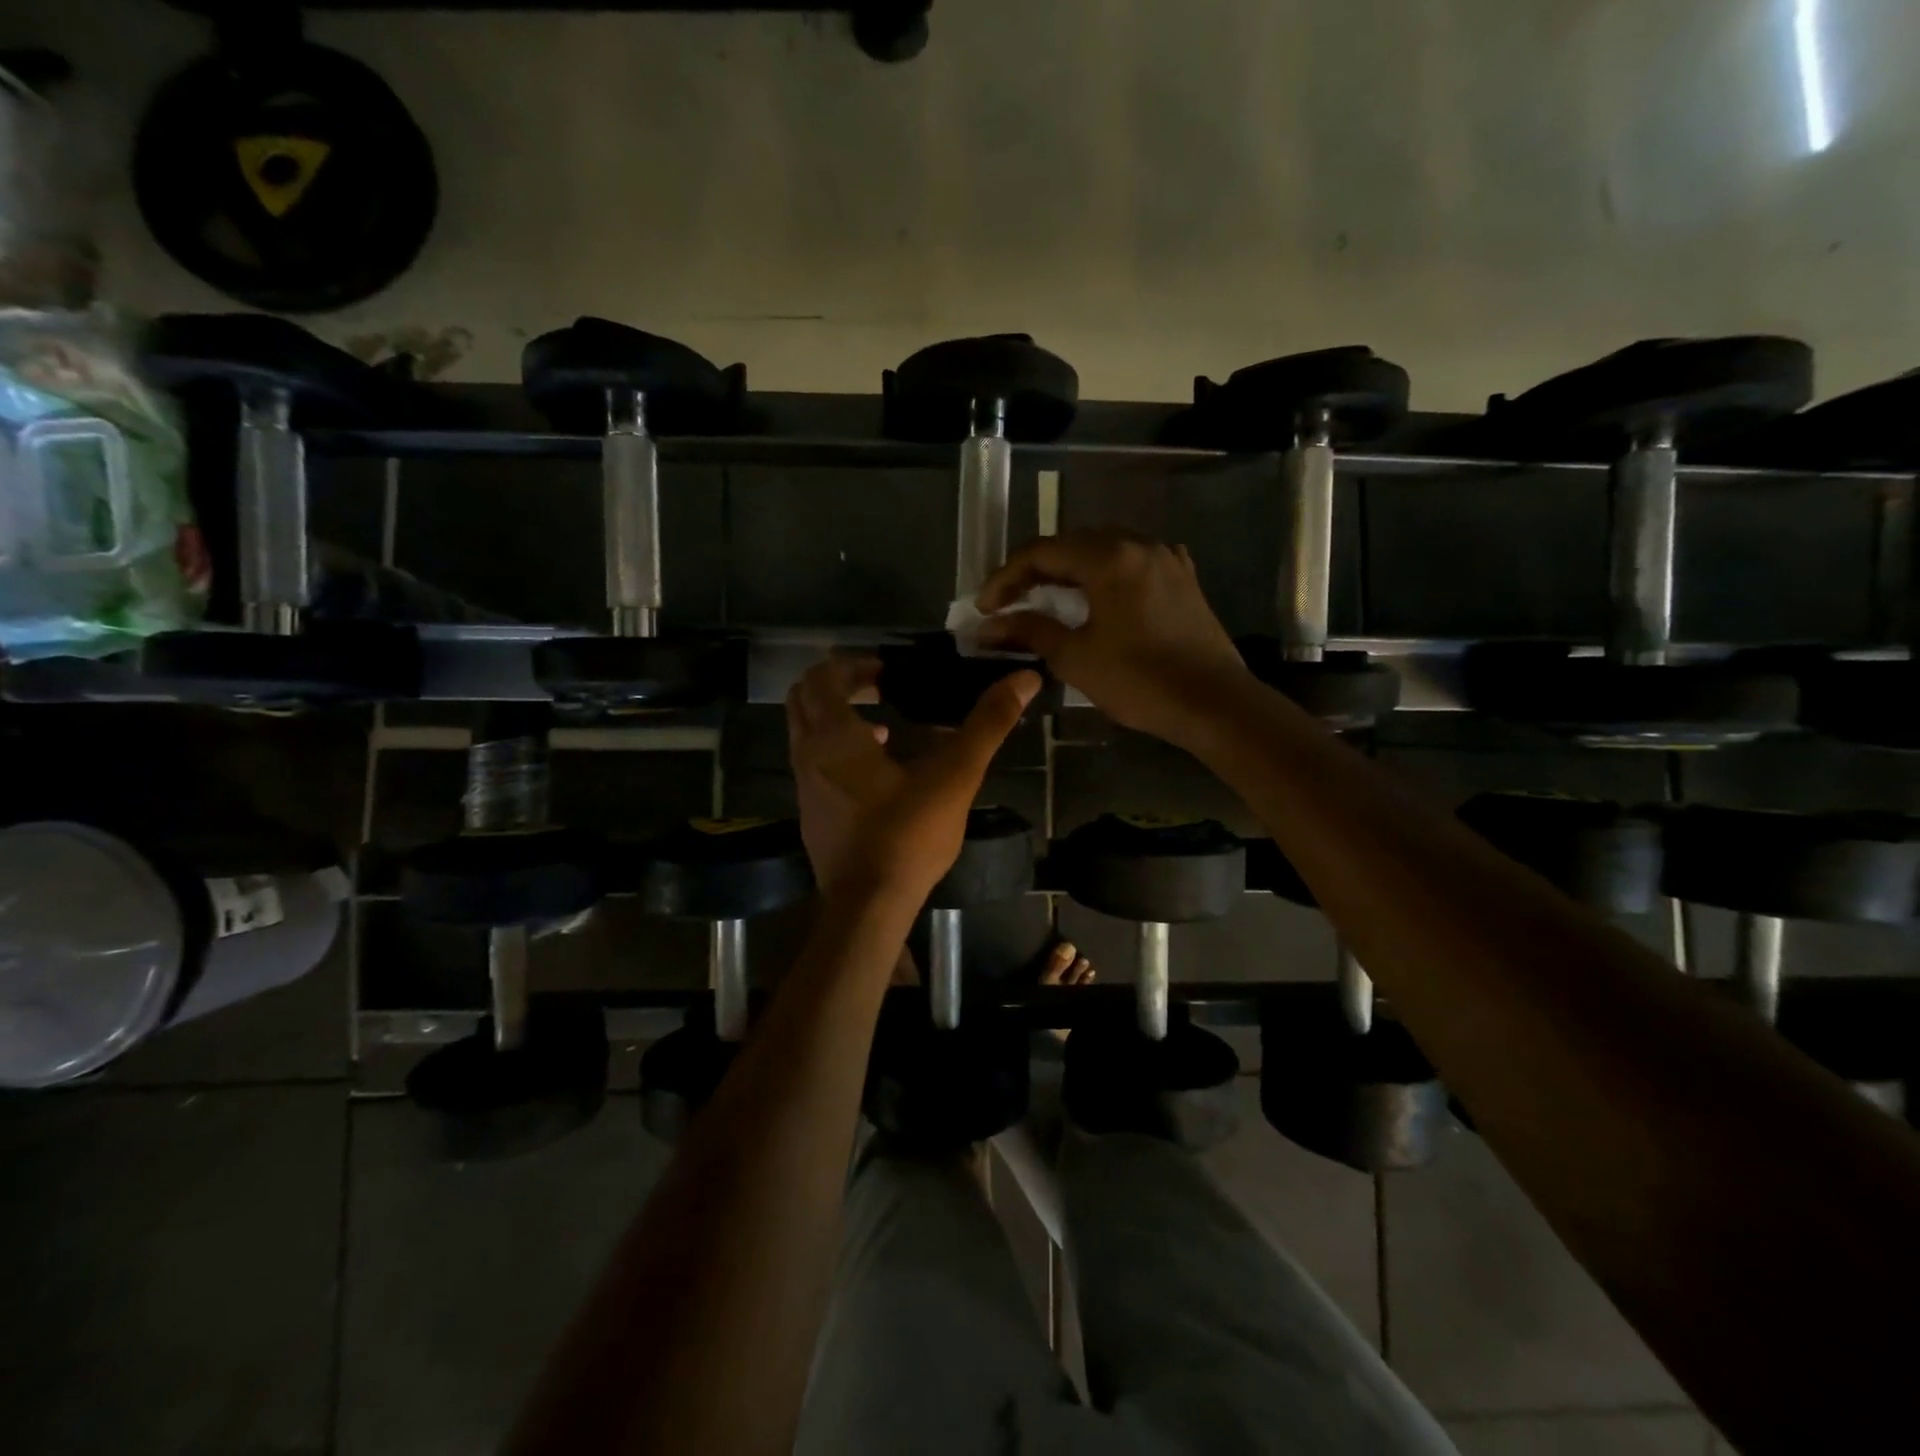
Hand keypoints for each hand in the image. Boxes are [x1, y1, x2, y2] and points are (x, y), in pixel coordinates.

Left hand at [787, 655, 1038, 902]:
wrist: (868, 906)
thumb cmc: (907, 835)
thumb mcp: (955, 775)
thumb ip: (987, 724)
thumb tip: (1024, 678)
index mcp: (835, 736)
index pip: (823, 676)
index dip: (853, 664)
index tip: (888, 671)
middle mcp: (808, 754)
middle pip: (803, 697)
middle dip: (838, 684)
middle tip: (879, 686)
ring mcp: (803, 786)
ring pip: (804, 732)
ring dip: (836, 717)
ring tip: (883, 726)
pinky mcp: (810, 813)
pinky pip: (813, 763)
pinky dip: (835, 750)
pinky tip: (877, 773)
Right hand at [976, 530, 1249, 744]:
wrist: (1214, 703)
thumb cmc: (1139, 680)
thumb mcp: (1075, 657)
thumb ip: (1030, 631)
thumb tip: (989, 626)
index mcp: (1108, 557)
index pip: (1041, 552)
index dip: (1005, 577)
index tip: (985, 609)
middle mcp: (1138, 544)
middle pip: (1072, 545)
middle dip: (1035, 571)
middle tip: (1010, 603)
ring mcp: (1166, 558)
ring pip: (1104, 550)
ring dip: (1070, 572)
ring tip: (1047, 600)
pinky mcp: (1183, 579)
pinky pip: (1133, 564)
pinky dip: (1104, 576)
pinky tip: (1098, 597)